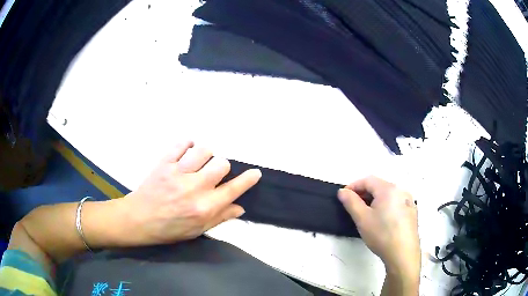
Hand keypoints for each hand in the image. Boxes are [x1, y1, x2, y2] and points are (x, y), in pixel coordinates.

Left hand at [123, 141, 261, 244]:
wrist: (138, 219)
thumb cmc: (169, 229)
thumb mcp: (197, 230)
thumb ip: (220, 218)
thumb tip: (240, 207)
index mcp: (204, 208)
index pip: (233, 189)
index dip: (248, 179)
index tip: (255, 173)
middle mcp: (194, 188)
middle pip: (221, 164)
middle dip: (222, 167)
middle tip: (213, 173)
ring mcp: (178, 173)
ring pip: (203, 150)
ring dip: (206, 155)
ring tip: (199, 162)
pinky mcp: (164, 163)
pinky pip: (181, 144)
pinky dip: (187, 144)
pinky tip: (186, 152)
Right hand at [338, 176, 419, 279]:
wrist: (403, 253)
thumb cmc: (381, 234)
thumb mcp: (362, 219)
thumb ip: (350, 202)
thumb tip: (342, 191)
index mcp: (388, 189)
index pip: (367, 180)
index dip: (353, 186)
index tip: (344, 197)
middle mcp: (401, 190)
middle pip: (379, 186)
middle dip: (364, 193)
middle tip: (354, 206)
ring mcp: (409, 200)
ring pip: (388, 195)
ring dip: (375, 199)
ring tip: (367, 213)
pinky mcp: (412, 211)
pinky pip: (396, 202)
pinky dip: (386, 205)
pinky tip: (383, 220)